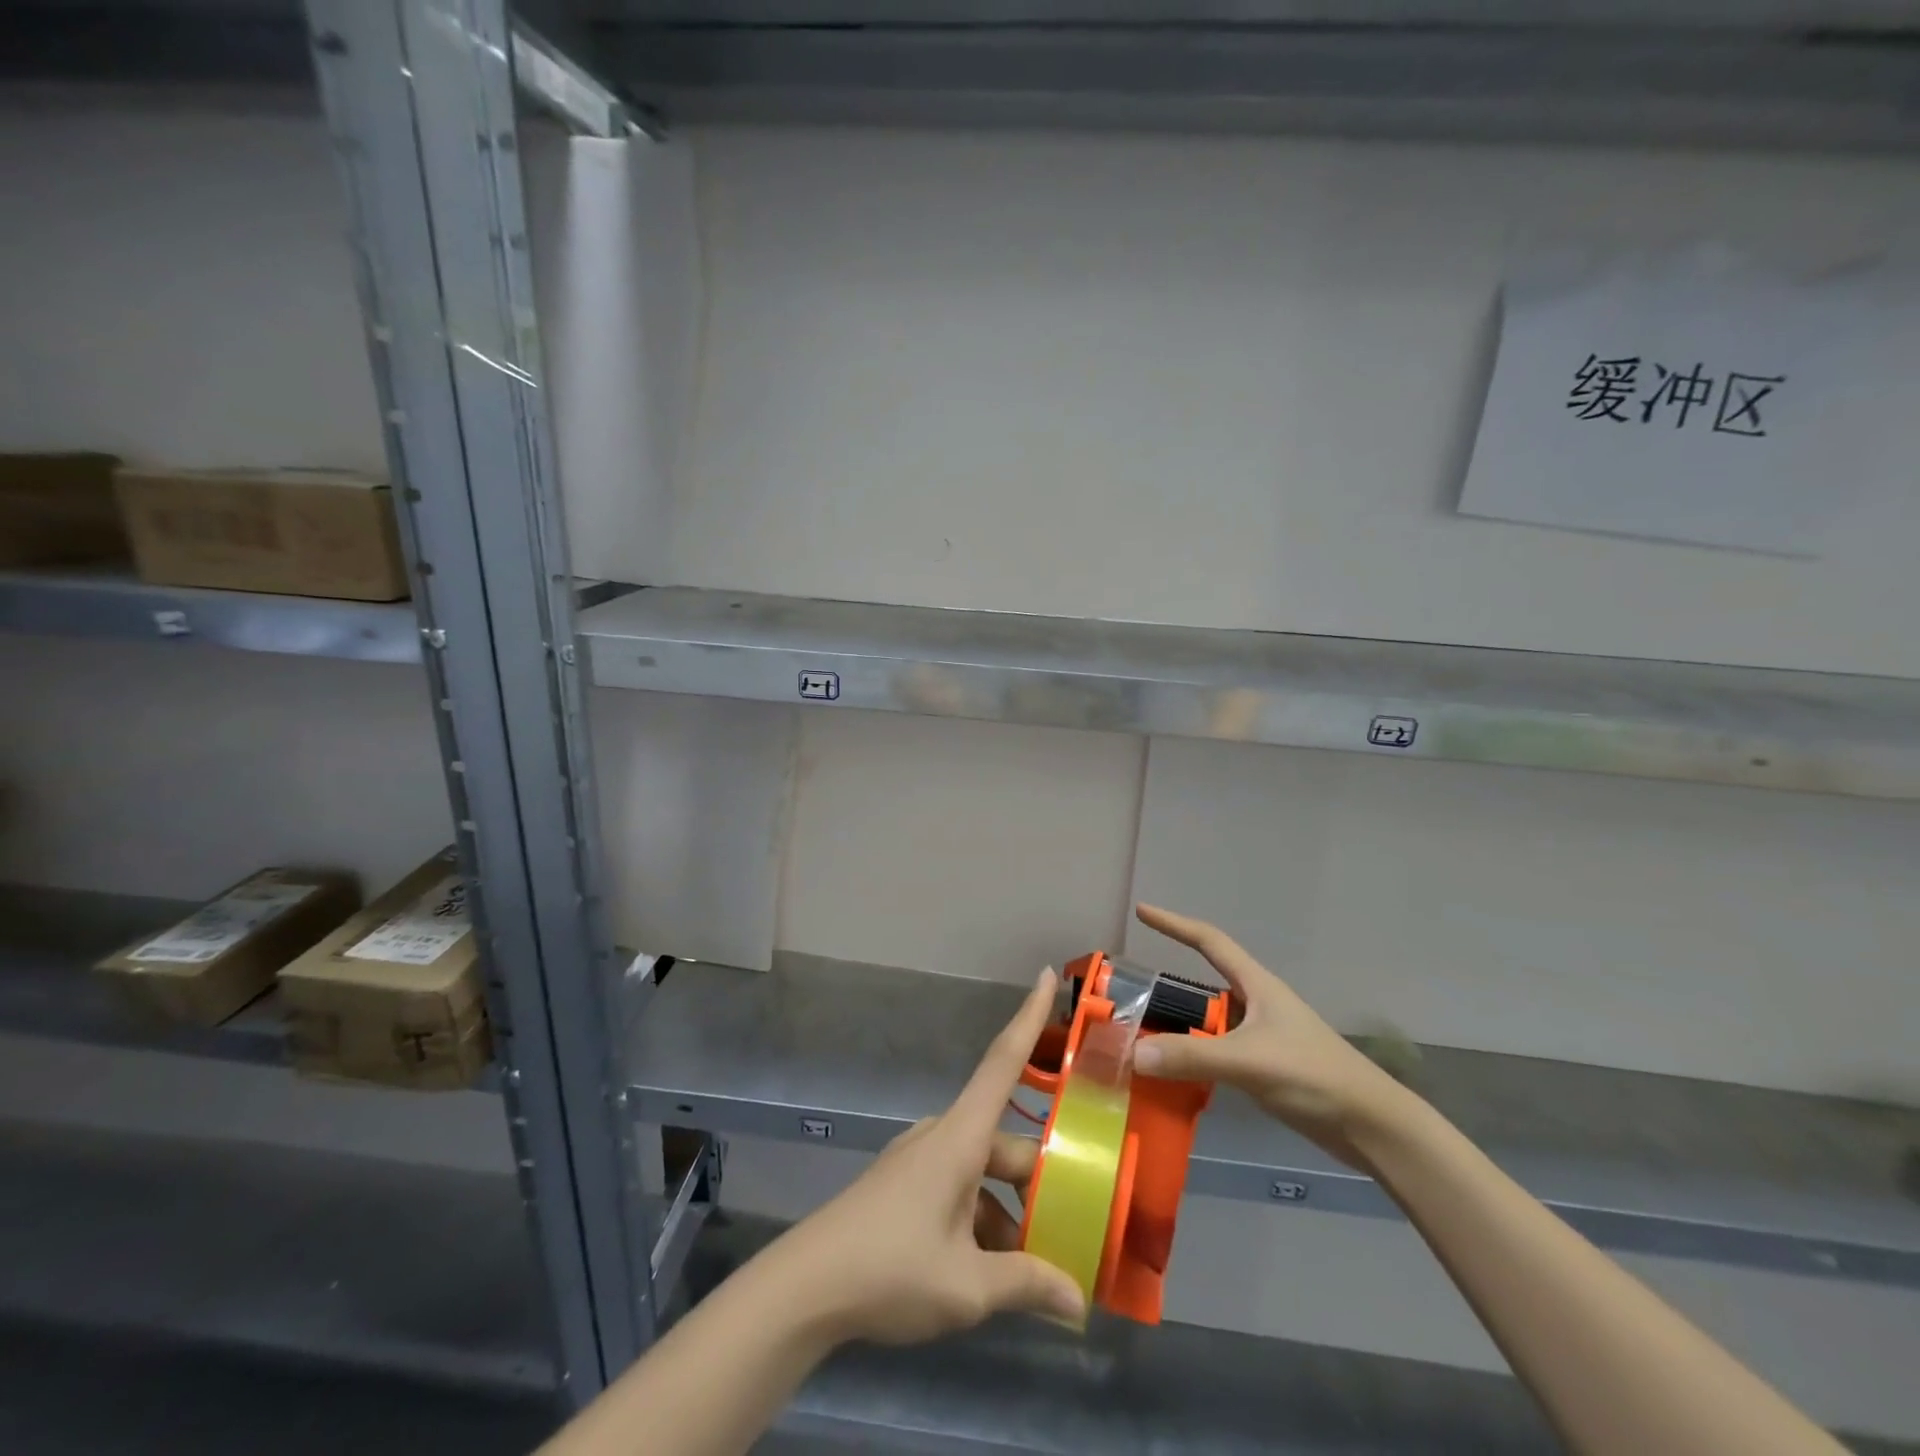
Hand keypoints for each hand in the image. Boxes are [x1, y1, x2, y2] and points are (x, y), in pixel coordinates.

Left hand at [768, 967, 1087, 1345]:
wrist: (805, 1288)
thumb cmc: (890, 1268)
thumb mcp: (967, 1286)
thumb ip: (1027, 1285)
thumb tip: (1079, 1302)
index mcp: (961, 1137)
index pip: (1004, 1061)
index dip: (1030, 1016)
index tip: (1048, 975)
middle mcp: (943, 1135)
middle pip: (1004, 1143)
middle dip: (1038, 1183)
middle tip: (1074, 1228)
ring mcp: (919, 1160)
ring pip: (982, 1172)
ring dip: (1007, 1212)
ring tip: (1032, 1272)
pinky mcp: (903, 1184)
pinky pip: (957, 1187)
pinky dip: (979, 1219)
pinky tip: (987, 1272)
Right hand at [1130, 904, 1416, 1171]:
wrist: (1372, 1127)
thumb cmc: (1314, 1076)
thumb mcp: (1249, 1062)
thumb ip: (1191, 1057)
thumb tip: (1132, 1053)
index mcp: (1256, 985)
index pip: (1208, 940)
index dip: (1174, 923)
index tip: (1142, 912)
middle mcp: (1257, 1004)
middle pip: (1203, 984)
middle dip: (1168, 987)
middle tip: (1130, 995)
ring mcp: (1262, 1037)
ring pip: (1209, 1022)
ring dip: (1179, 1026)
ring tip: (1141, 1036)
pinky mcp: (1266, 1068)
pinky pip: (1217, 1051)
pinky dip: (1193, 1056)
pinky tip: (1174, 1072)